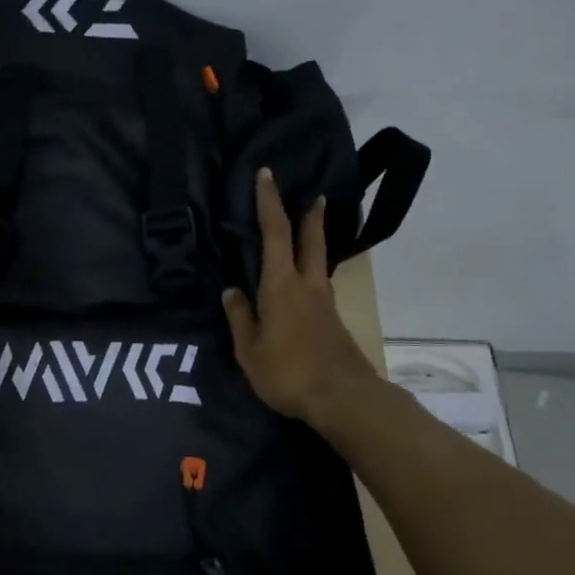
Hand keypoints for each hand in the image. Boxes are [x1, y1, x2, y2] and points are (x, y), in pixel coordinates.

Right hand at [222, 168, 377, 430]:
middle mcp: (307, 286)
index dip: (269, 202)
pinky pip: (319, 286)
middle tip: (314, 195)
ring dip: (315, 242)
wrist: (344, 398)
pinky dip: (312, 273)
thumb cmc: (288, 372)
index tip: (266, 175)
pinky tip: (304, 286)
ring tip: (309, 233)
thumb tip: (231, 291)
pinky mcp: (334, 322)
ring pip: (319, 262)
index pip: (275, 233)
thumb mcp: (249, 350)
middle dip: (309, 216)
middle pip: (310, 241)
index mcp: (281, 286)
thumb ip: (240, 318)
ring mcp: (325, 304)